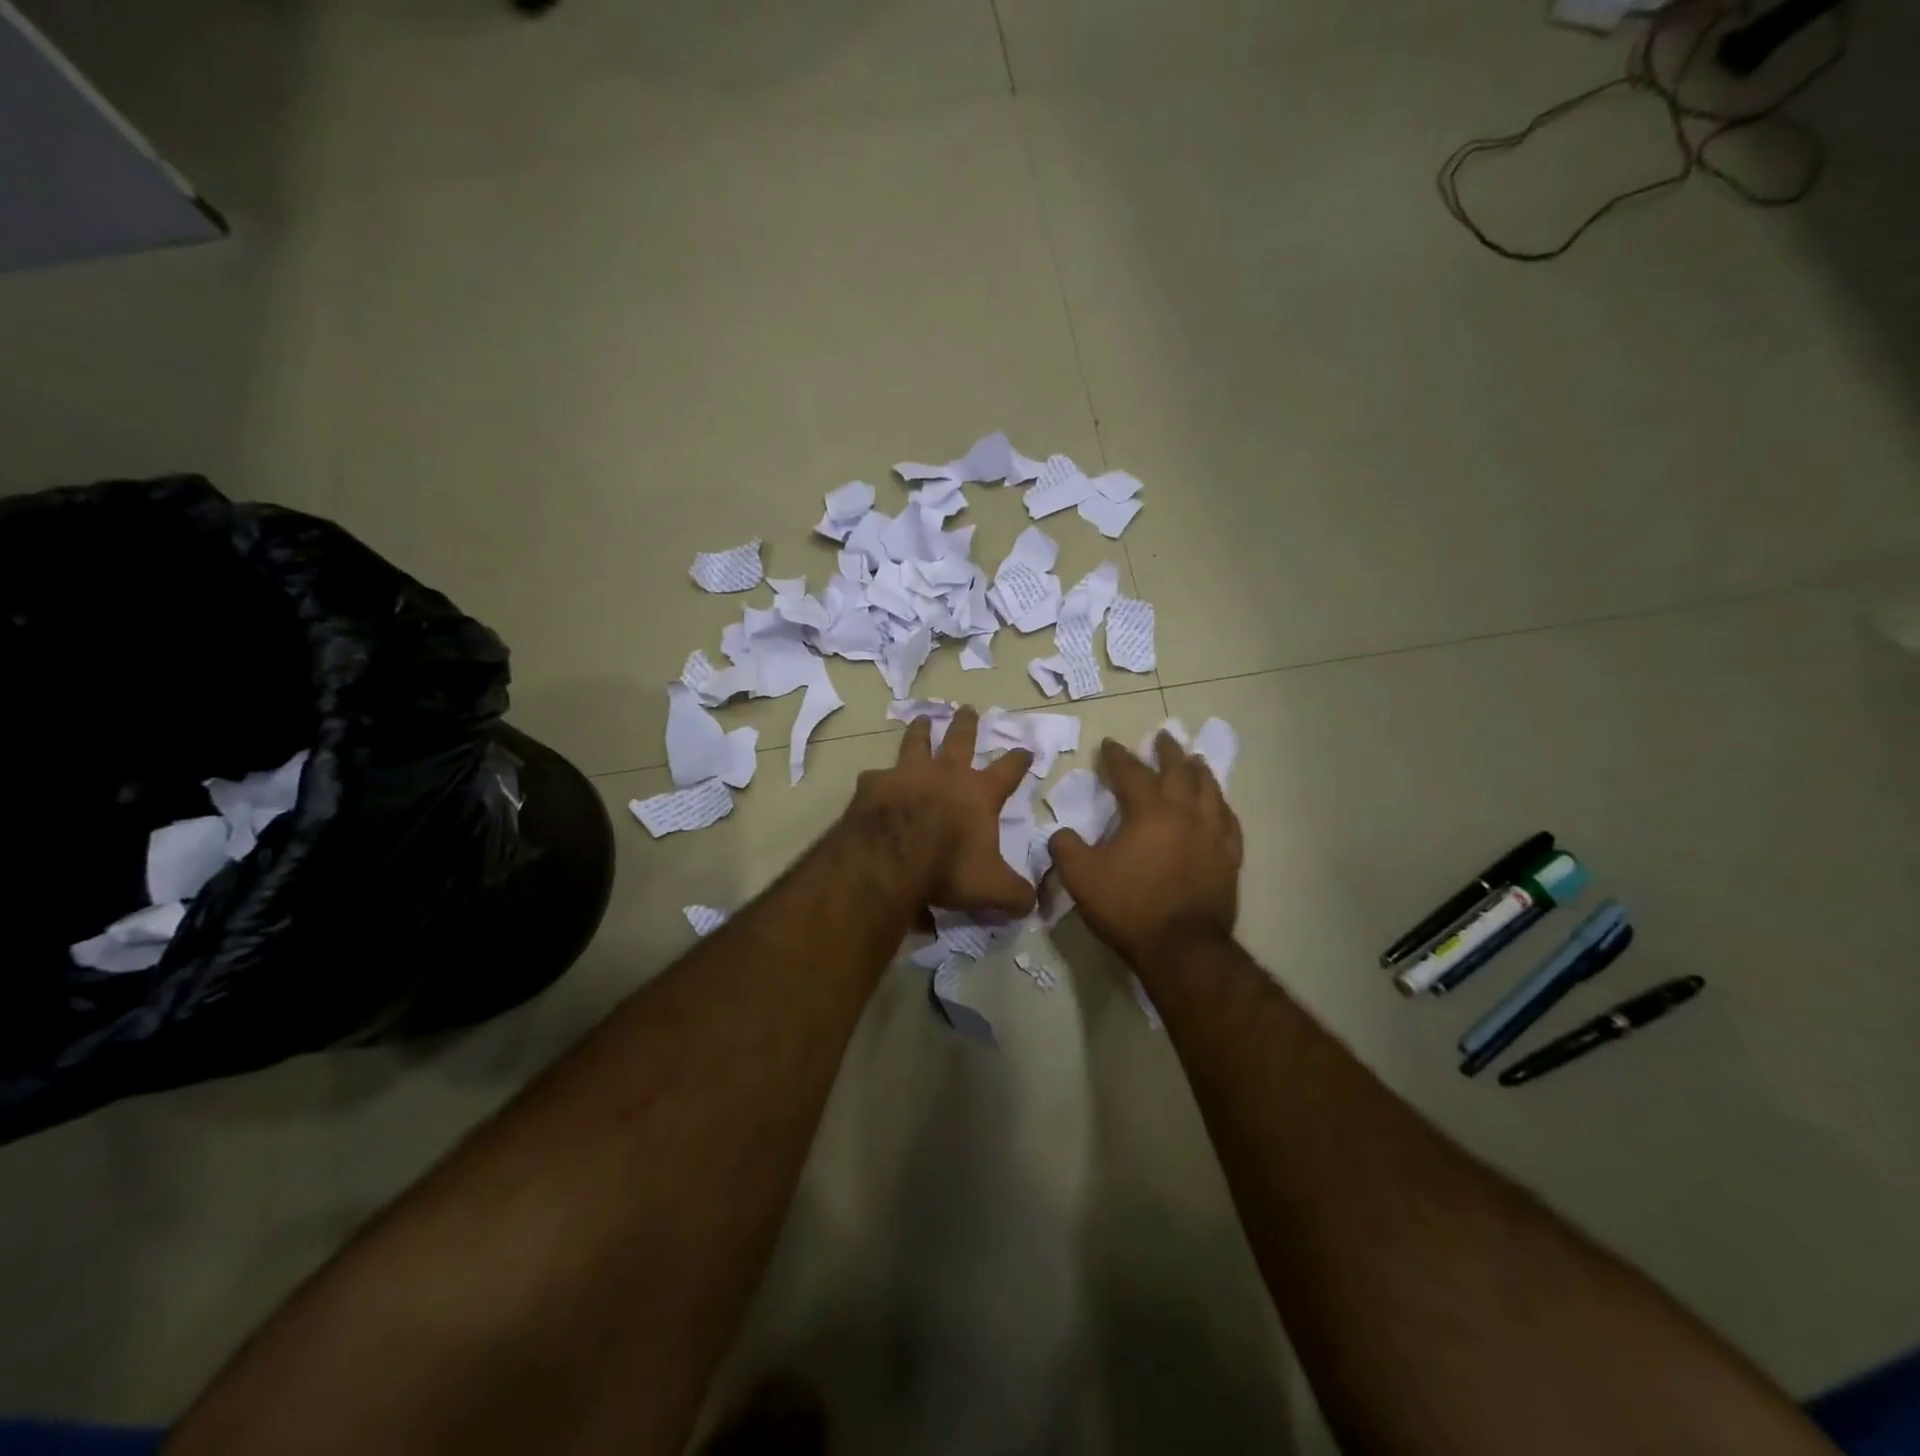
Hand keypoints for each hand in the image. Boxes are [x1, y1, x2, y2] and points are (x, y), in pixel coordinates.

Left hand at [845, 706, 1036, 917]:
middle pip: (960, 740)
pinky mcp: (874, 785)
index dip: (1018, 760)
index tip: (1025, 749)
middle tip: (968, 709)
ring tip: (922, 719)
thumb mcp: (991, 888)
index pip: (1007, 771)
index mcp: (978, 793)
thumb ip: (1015, 894)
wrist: (890, 857)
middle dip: (967, 725)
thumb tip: (1033, 903)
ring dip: (921, 731)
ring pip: (916, 743)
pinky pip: (876, 776)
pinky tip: (872, 780)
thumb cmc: (948, 867)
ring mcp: (907, 774)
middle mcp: (945, 774)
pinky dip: (877, 778)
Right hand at [1048, 733, 1241, 963]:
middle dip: (1168, 752)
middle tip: (1163, 736)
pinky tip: (1220, 806)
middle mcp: (1185, 814)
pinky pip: (1229, 822)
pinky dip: (1222, 807)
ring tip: (1195, 761)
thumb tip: (1061, 834)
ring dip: (1200, 772)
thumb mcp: (1081, 878)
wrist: (1182, 948)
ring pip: (1210, 791)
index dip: (1117, 756)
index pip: (1131, 772)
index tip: (1110, 744)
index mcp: (1149, 811)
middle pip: (1178, 772)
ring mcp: (1212, 835)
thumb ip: (1066, 849)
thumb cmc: (1129, 907)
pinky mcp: (1229, 859)